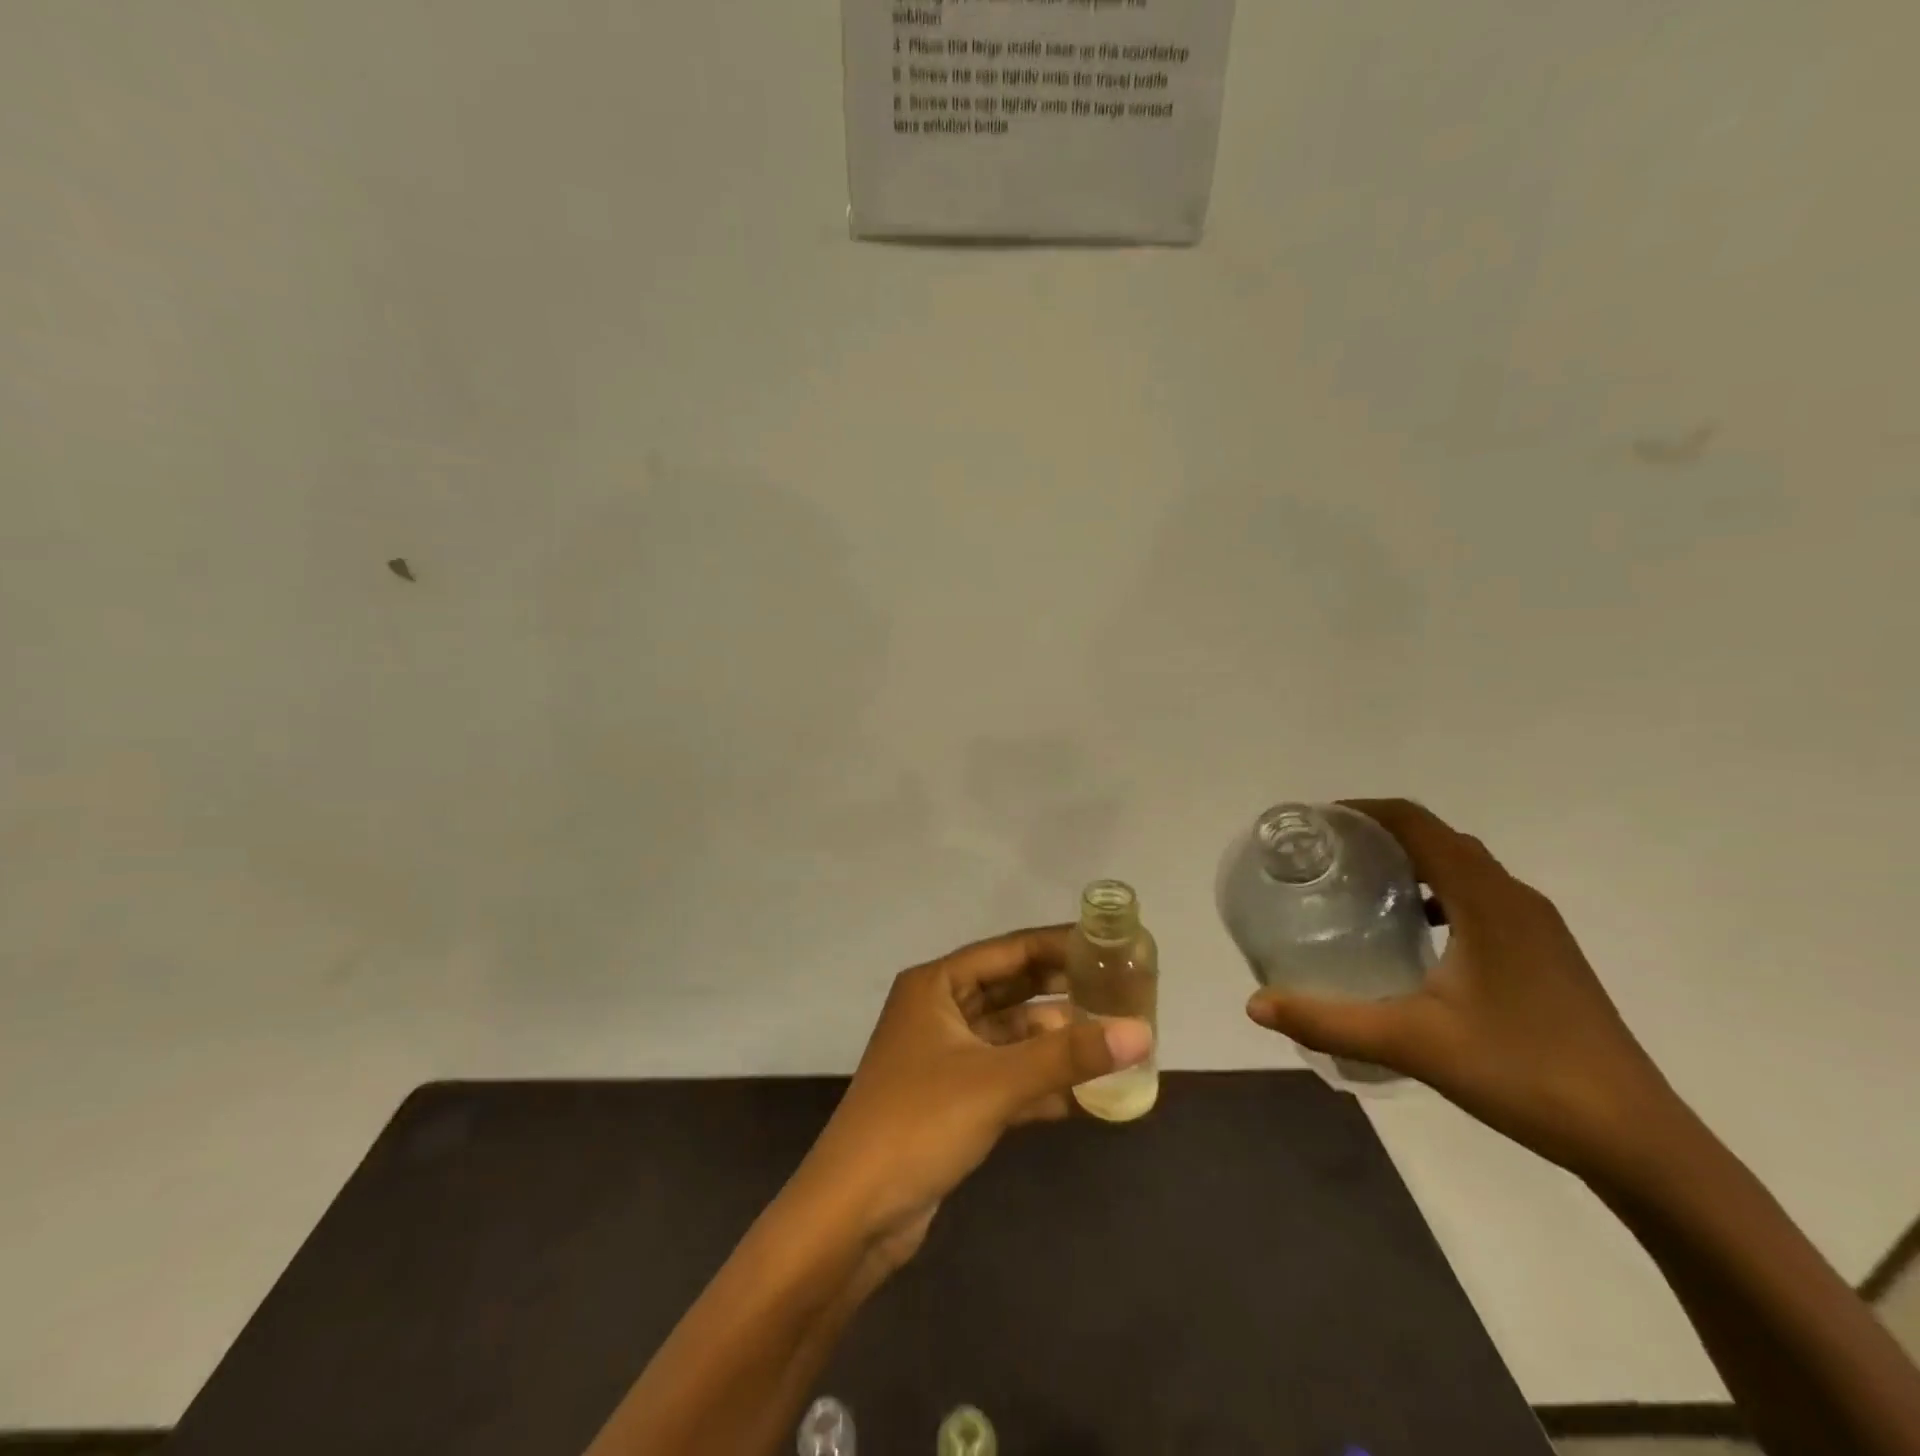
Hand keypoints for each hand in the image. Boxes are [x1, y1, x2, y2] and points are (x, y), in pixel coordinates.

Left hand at [799, 926, 1152, 1271]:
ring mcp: (945, 1057)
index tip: (1108, 946)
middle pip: (1011, 990)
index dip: (1057, 946)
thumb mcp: (996, 1082)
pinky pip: (1006, 1076)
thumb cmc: (919, 1123)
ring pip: (1011, 1036)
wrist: (853, 1213)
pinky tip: (1086, 1096)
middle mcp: (939, 1011)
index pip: (1008, 950)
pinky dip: (1040, 1083)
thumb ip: (1068, 1056)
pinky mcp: (952, 1099)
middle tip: (1120, 993)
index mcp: (936, 985)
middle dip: (1061, 993)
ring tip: (1114, 1042)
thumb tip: (1142, 1033)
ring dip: (1055, 1042)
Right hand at [1247, 798, 1677, 1179]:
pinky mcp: (1547, 957)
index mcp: (1487, 900)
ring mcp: (1538, 929)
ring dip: (1413, 865)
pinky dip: (1440, 898)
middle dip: (1382, 836)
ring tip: (1361, 890)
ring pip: (1465, 870)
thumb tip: (1255, 1005)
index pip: (1418, 824)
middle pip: (1441, 839)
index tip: (1316, 823)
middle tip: (1327, 857)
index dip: (1364, 812)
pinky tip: (1415, 939)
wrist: (1638, 1140)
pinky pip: (1482, 901)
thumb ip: (1328, 1020)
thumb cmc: (1524, 1072)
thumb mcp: (1412, 1043)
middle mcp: (1515, 900)